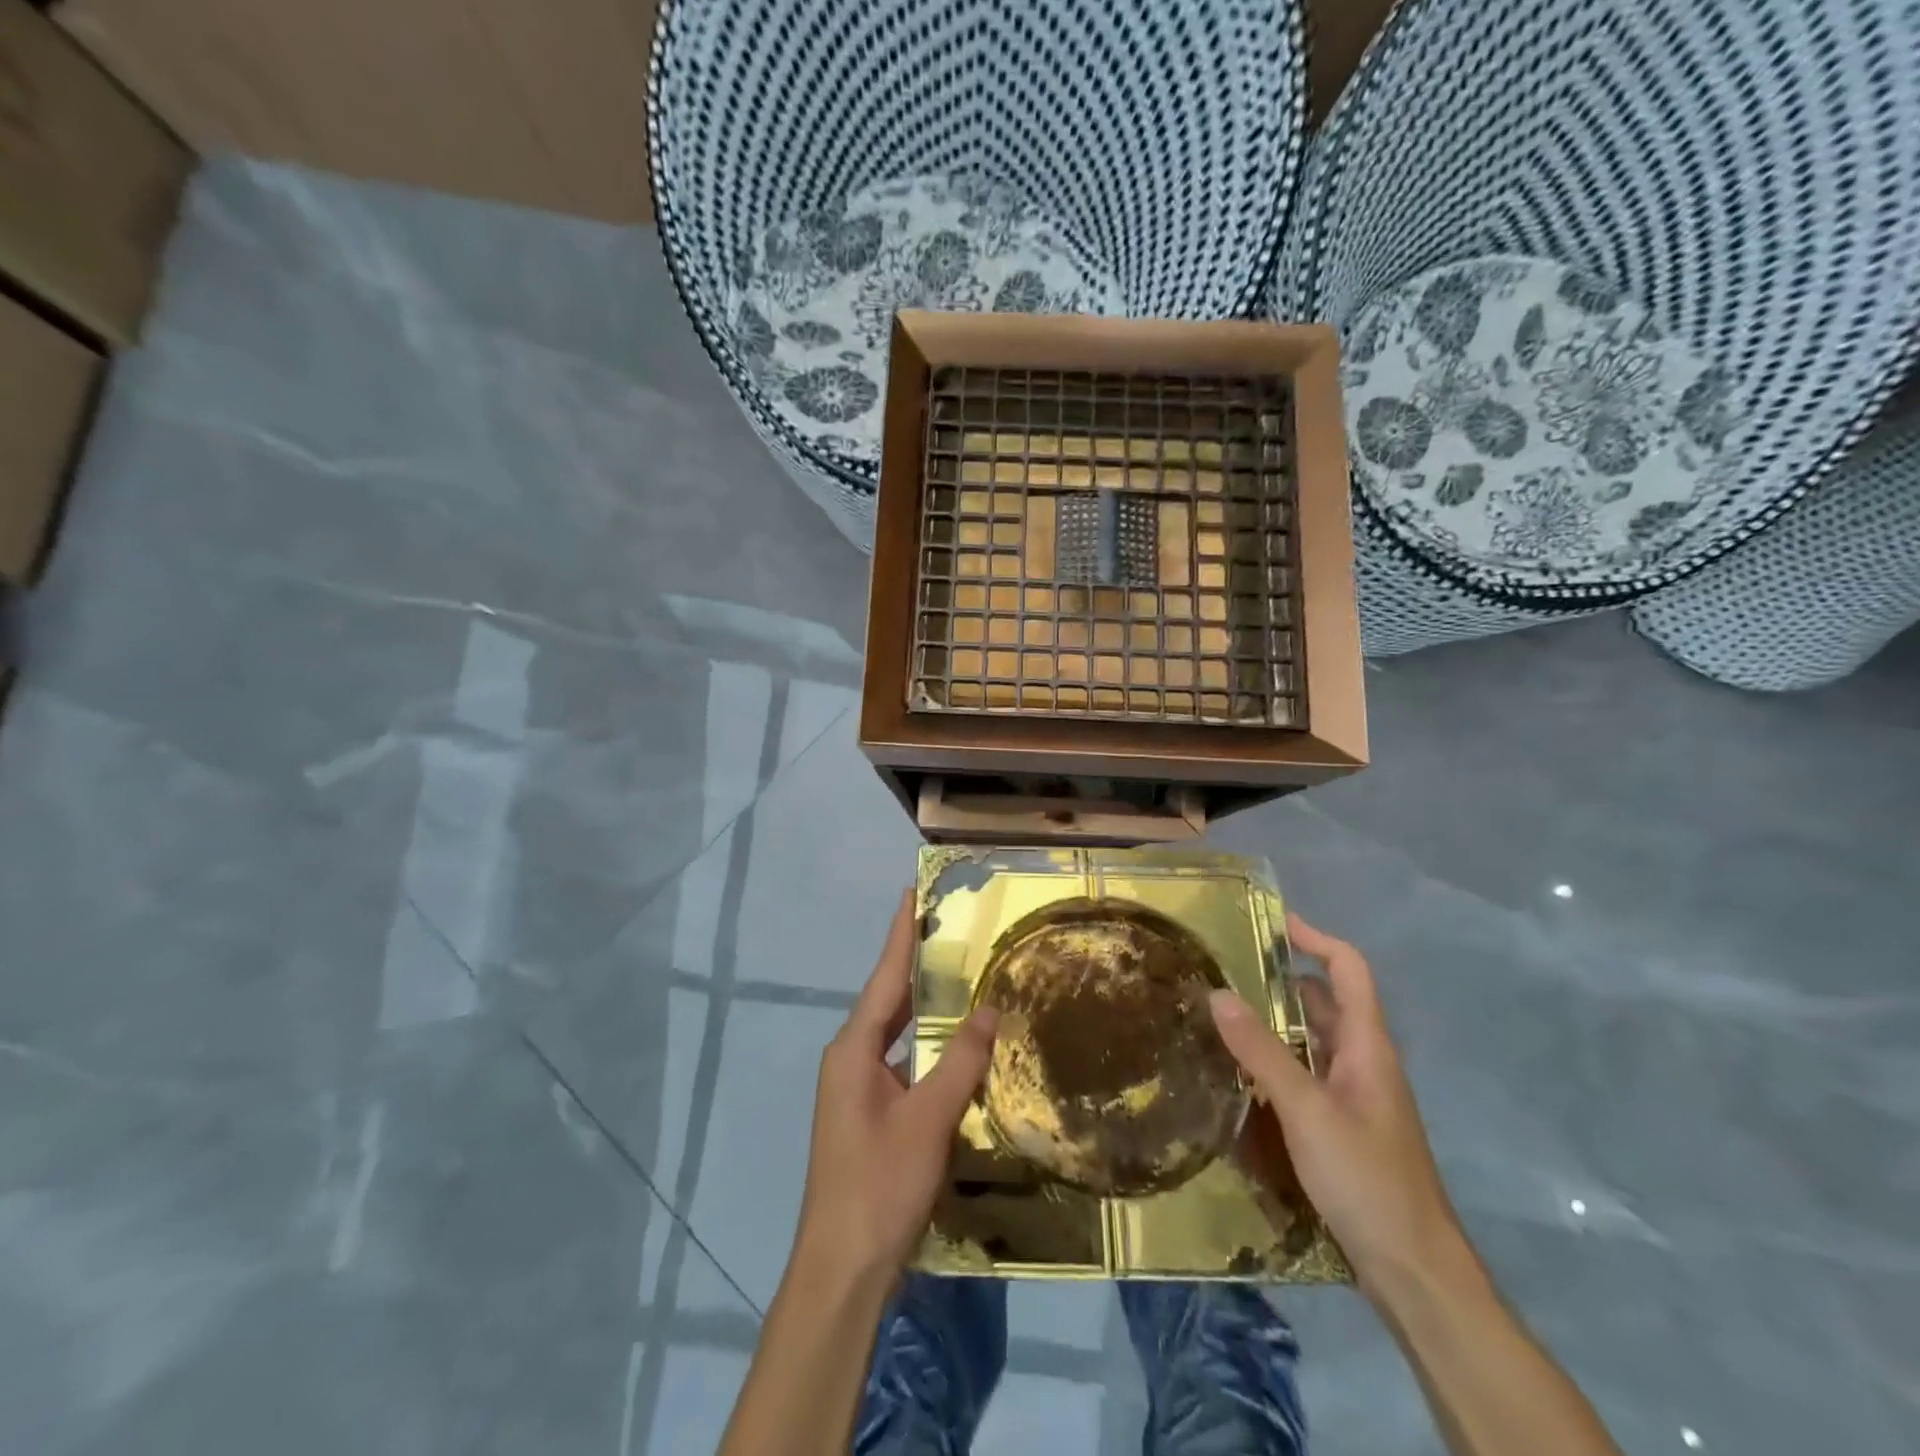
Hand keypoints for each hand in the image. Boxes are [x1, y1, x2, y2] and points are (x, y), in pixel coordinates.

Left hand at [792, 890, 998, 1291]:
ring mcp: (856, 1088)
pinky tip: (953, 1045)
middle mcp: (850, 1059)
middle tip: (950, 928)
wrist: (842, 1268)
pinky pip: (901, 1062)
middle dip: (916, 963)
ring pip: (895, 1032)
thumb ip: (960, 1061)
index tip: (911, 893)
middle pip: (887, 999)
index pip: (884, 976)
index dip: (901, 934)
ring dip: (923, 1006)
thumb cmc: (880, 1184)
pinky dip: (925, 1046)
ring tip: (958, 974)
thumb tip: (989, 1009)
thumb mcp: (928, 1119)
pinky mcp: (869, 1113)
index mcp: (853, 1049)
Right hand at [1210, 913, 1463, 1297]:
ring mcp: (1357, 1097)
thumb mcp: (1305, 1109)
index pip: (1349, 970)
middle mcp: (1365, 1062)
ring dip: (1277, 1023)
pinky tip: (1243, 1074)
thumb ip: (1261, 1051)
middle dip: (1283, 981)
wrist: (1415, 1271)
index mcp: (1368, 1046)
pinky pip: (1308, 1075)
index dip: (1315, 939)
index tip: (1273, 924)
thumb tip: (1218, 993)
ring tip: (1223, 1015)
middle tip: (1228, 971)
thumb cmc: (1367, 1179)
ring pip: (1314, 1042)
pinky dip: (1278, 1061)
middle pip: (1327, 1003)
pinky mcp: (1345, 1127)